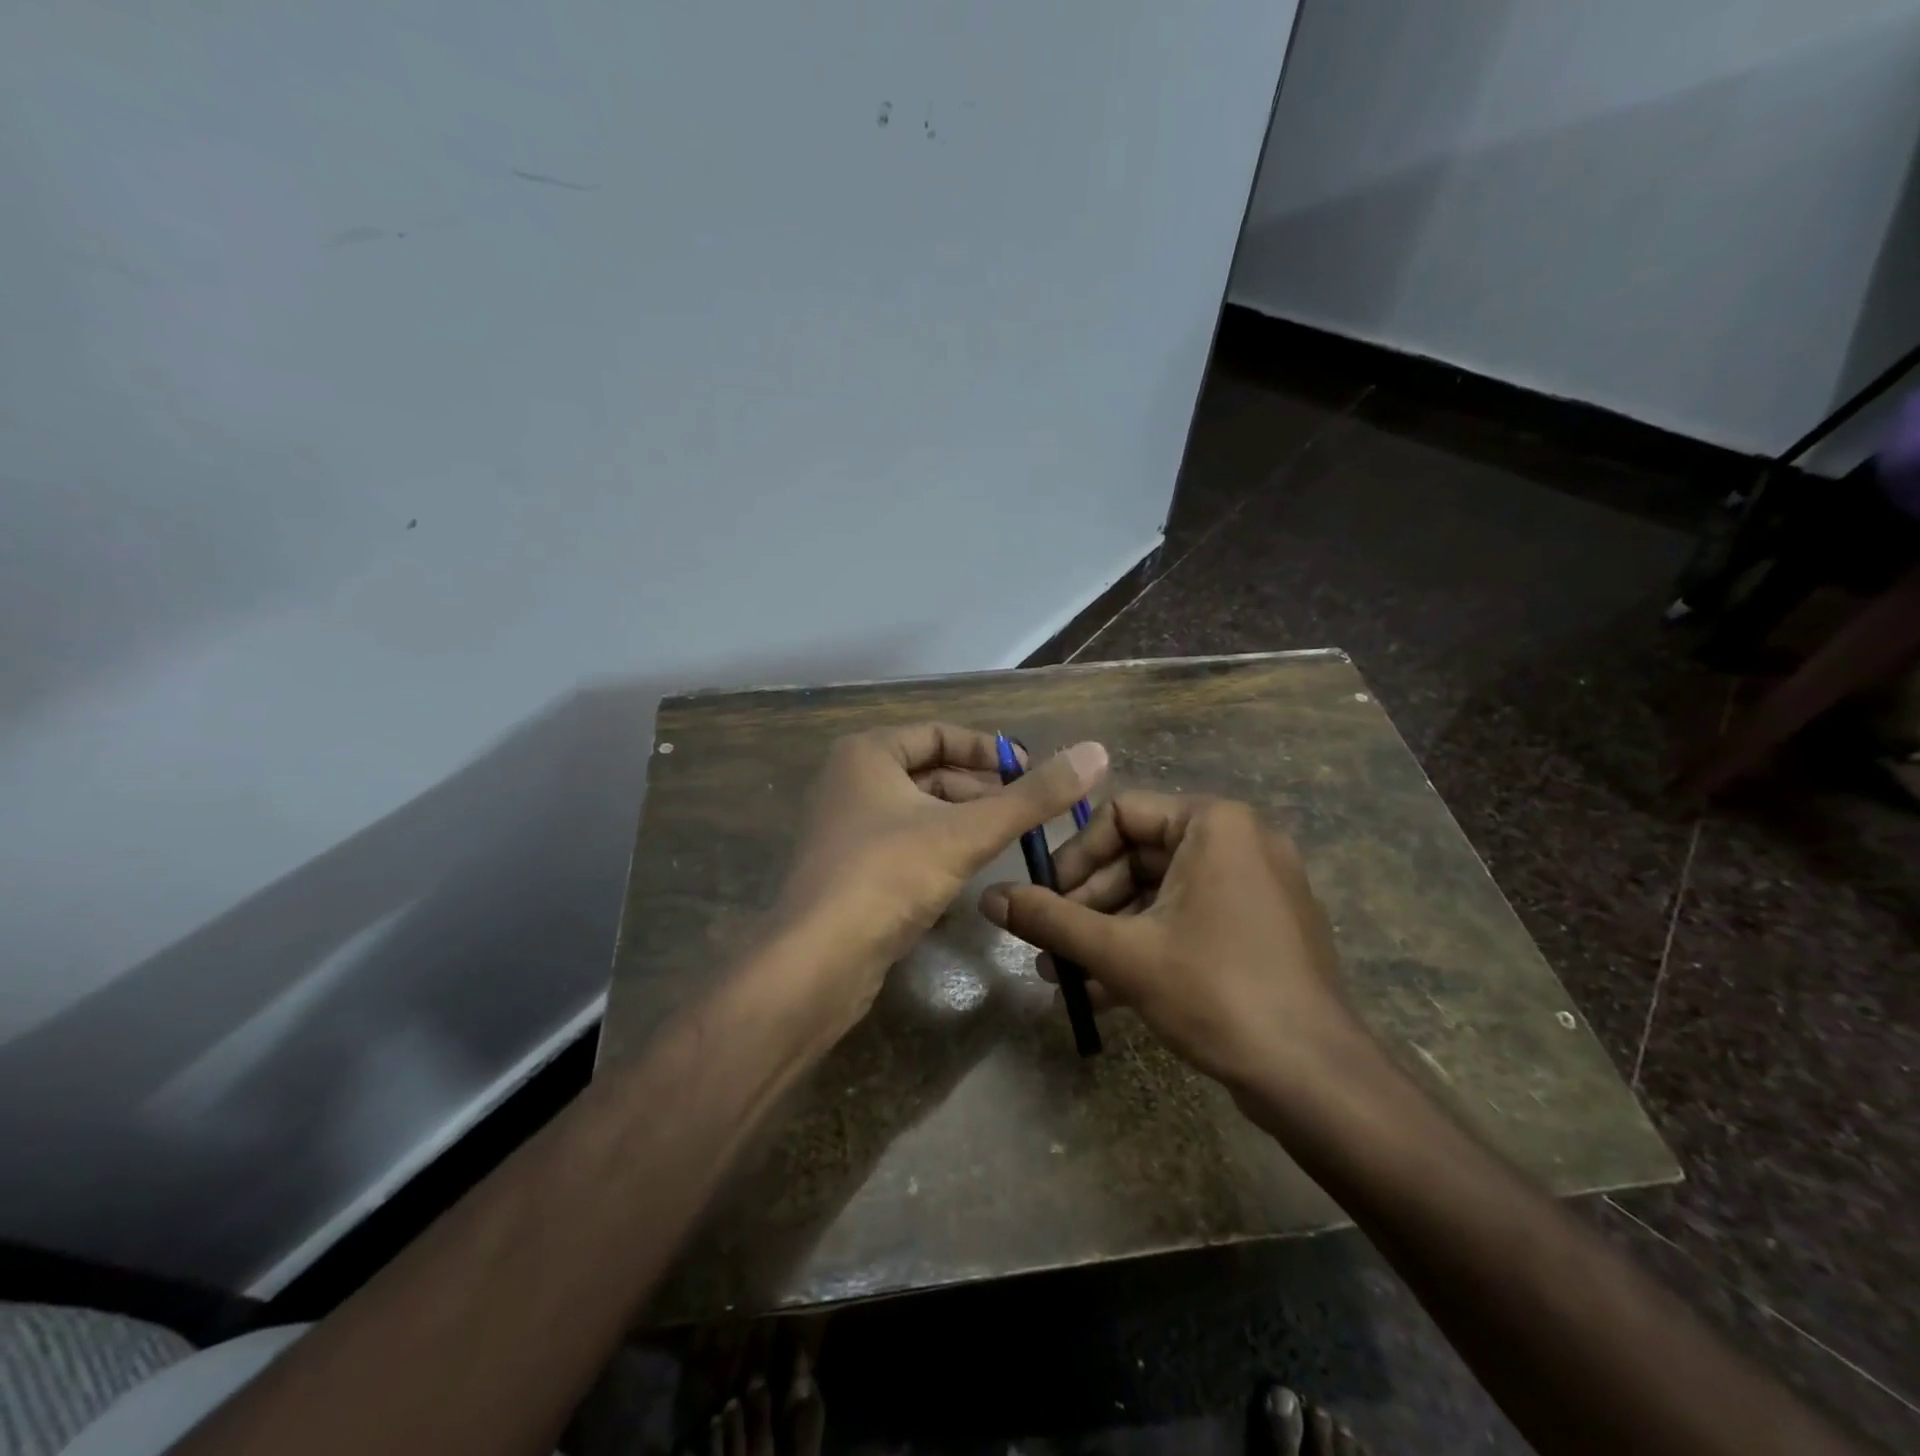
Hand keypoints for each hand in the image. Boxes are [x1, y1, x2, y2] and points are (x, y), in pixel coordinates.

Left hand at [774, 723, 1107, 1032]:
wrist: (817, 961)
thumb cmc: (889, 876)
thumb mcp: (967, 832)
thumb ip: (1033, 796)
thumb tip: (1096, 752)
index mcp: (868, 753)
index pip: (941, 733)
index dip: (990, 751)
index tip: (1031, 773)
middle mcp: (850, 781)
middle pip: (930, 772)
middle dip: (980, 789)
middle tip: (1027, 812)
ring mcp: (844, 827)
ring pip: (919, 810)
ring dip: (963, 821)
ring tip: (1007, 842)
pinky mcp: (847, 869)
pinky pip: (903, 843)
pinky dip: (938, 849)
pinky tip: (968, 873)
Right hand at [978, 792, 1369, 1091]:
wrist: (1314, 1076)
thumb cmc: (1215, 991)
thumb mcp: (1121, 952)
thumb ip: (1050, 919)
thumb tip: (988, 897)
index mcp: (1214, 823)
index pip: (1120, 815)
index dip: (1073, 857)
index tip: (1043, 899)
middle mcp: (1240, 841)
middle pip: (1139, 856)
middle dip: (1087, 905)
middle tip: (1048, 943)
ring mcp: (1256, 886)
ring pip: (1160, 895)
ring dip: (1109, 932)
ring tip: (1063, 976)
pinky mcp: (1261, 928)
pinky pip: (1189, 920)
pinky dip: (1147, 946)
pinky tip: (1103, 992)